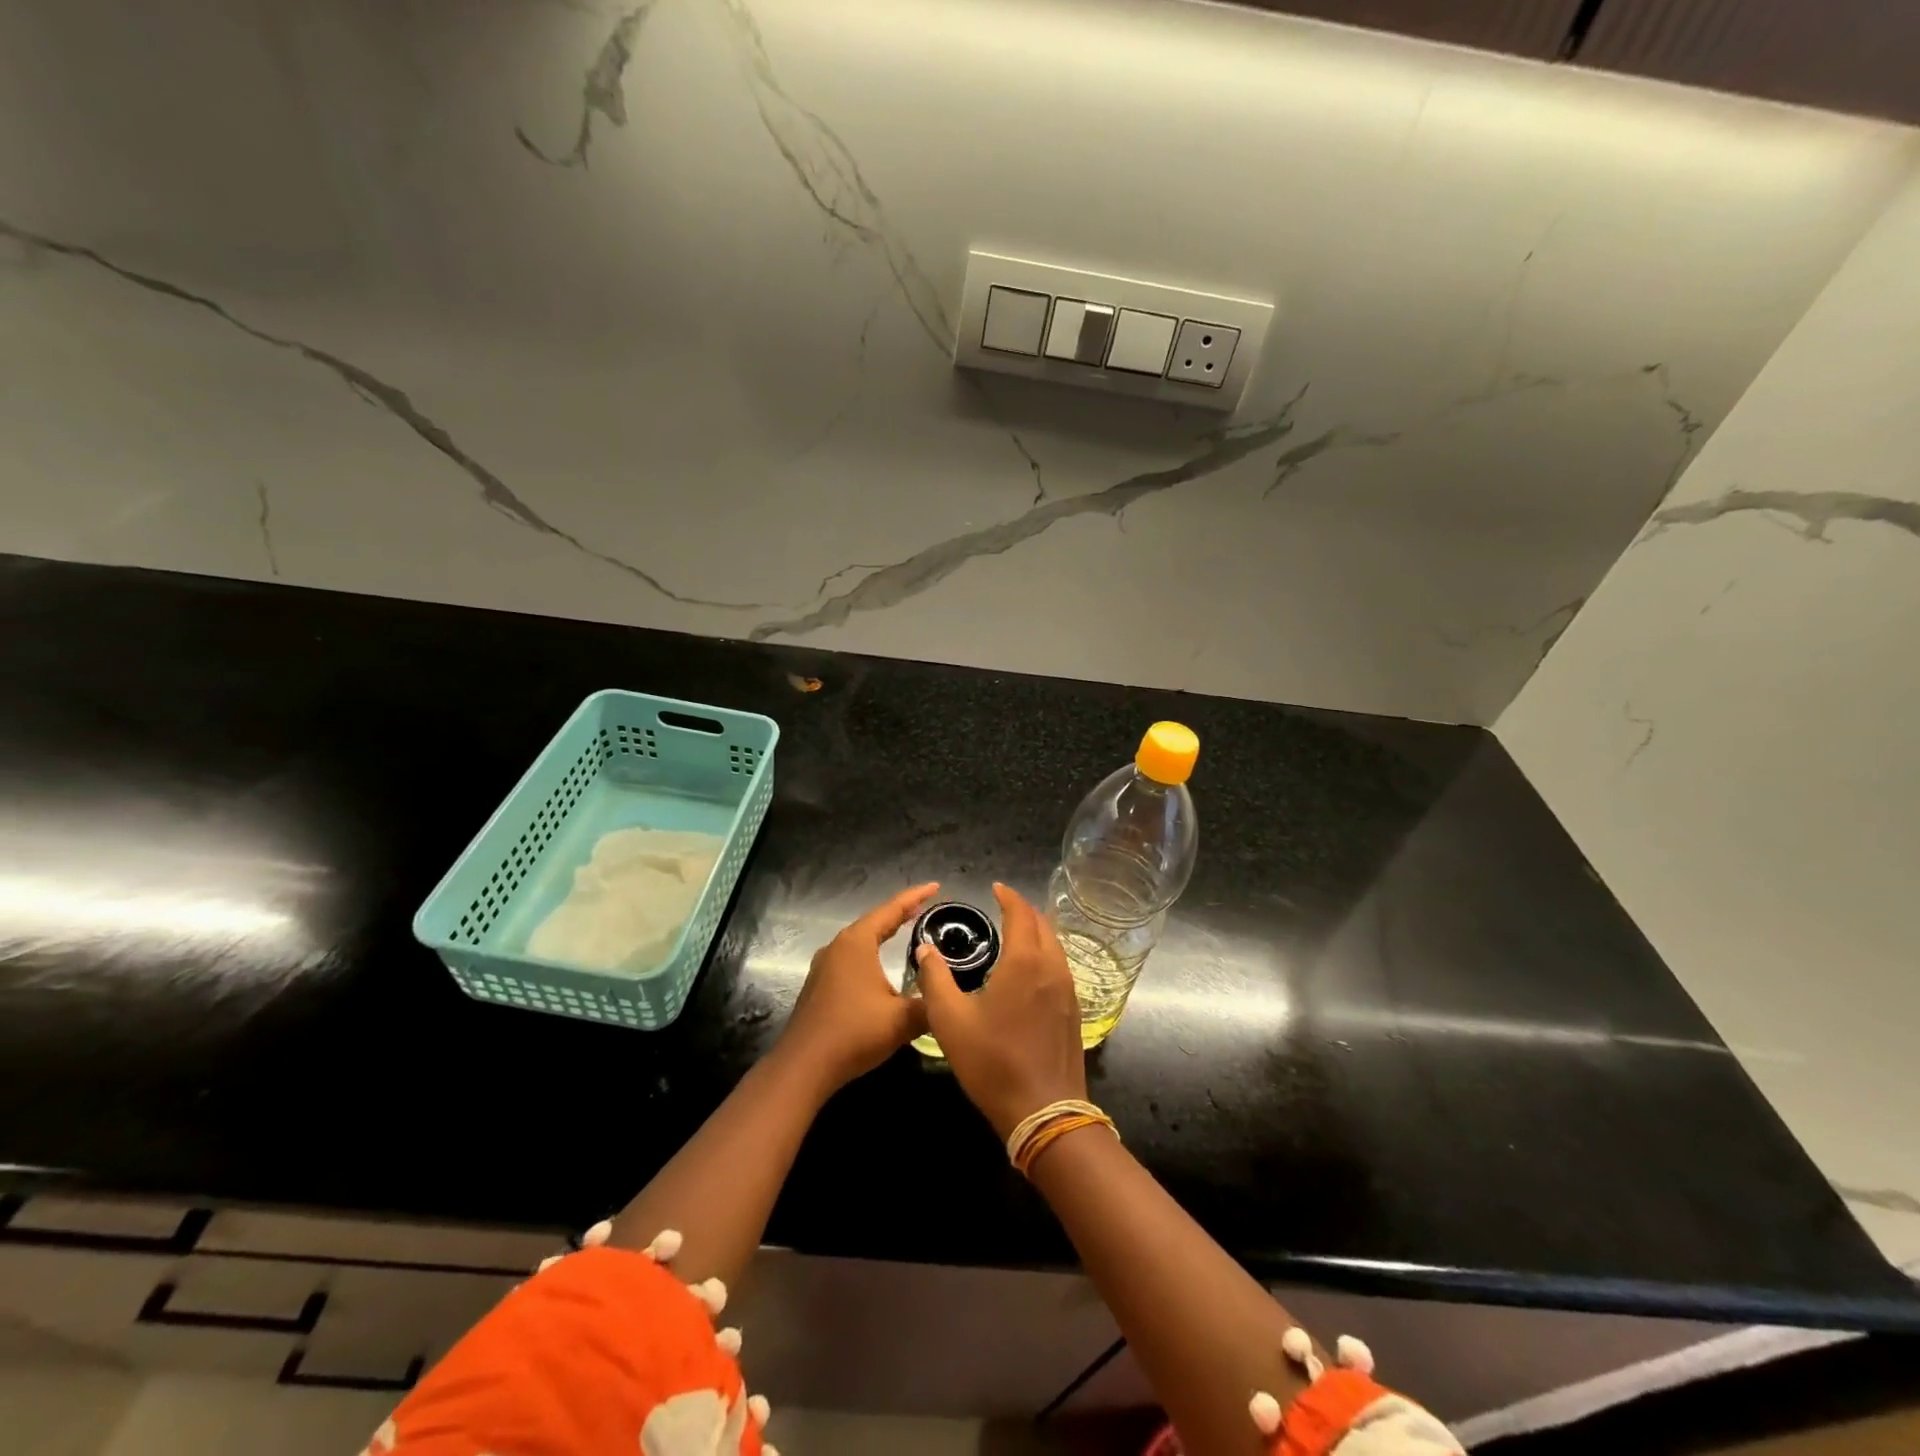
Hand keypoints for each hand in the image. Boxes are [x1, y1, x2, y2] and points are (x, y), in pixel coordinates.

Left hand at [779, 882, 939, 1091]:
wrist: (804, 1066)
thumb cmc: (854, 1033)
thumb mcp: (902, 1020)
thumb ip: (931, 1005)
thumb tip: (949, 998)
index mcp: (857, 943)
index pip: (892, 910)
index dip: (916, 897)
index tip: (936, 886)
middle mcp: (838, 946)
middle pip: (874, 921)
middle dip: (900, 913)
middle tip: (925, 907)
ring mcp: (825, 965)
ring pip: (861, 940)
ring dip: (883, 933)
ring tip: (906, 930)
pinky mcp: (819, 985)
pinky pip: (851, 958)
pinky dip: (871, 952)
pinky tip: (880, 964)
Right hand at [915, 882, 1086, 1138]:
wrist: (1044, 1111)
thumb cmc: (993, 1062)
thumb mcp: (950, 1021)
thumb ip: (935, 980)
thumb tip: (924, 950)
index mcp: (1024, 961)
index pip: (1021, 913)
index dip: (1009, 897)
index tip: (996, 888)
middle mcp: (1052, 967)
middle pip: (1043, 924)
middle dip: (1024, 910)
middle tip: (1003, 907)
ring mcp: (1068, 989)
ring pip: (1055, 945)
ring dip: (1037, 931)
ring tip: (1016, 933)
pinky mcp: (1074, 1011)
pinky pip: (1061, 966)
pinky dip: (1046, 953)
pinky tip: (1031, 969)